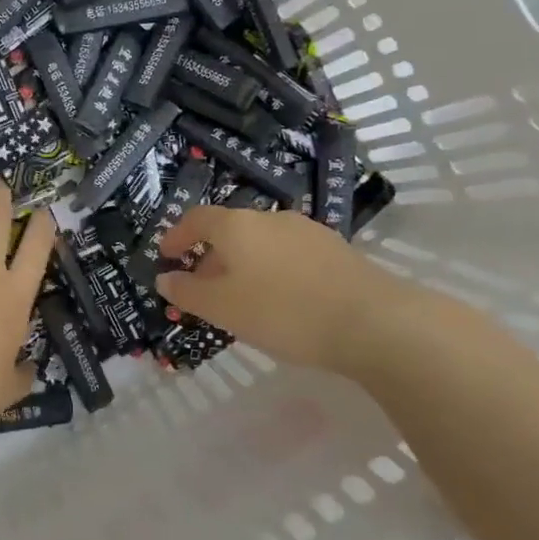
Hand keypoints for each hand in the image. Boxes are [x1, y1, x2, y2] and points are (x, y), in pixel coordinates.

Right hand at [155, 206, 421, 375]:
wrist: (373, 322)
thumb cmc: (283, 312)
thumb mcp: (222, 309)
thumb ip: (188, 293)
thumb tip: (165, 279)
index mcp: (236, 225)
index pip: (196, 219)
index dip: (177, 236)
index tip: (166, 257)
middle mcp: (270, 218)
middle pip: (230, 231)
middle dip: (210, 257)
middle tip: (202, 288)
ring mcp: (307, 231)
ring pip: (261, 243)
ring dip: (243, 265)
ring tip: (242, 298)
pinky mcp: (336, 250)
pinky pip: (289, 255)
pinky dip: (273, 270)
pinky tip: (282, 300)